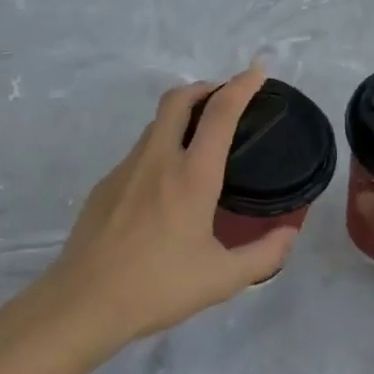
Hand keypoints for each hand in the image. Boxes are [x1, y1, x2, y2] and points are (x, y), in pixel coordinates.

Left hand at [45, 64, 297, 349]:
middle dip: (205, 87)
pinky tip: (165, 184)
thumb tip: (289, 233)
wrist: (83, 302)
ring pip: (156, 123)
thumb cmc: (158, 287)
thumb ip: (264, 255)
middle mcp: (158, 159)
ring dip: (181, 116)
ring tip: (200, 140)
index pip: (220, 112)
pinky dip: (161, 146)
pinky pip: (140, 151)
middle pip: (179, 98)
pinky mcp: (105, 184)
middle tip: (225, 99)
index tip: (257, 71)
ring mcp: (126, 168)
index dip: (242, 85)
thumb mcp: (222, 279)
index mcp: (192, 175)